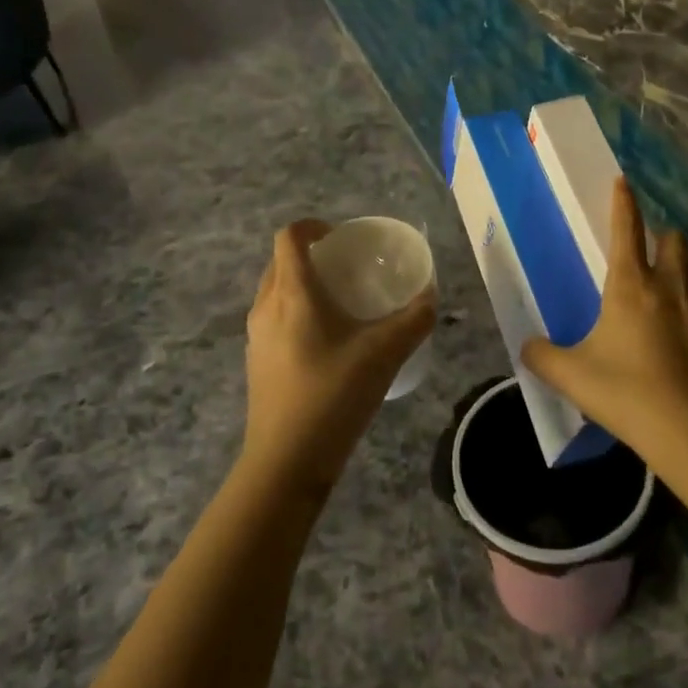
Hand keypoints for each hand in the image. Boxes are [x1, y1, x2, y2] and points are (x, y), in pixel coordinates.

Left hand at [243, 220, 436, 494]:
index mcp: (293, 294)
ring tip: (337, 303)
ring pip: (274, 291)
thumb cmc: (333, 396)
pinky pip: (273, 318)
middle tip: (346, 267)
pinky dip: (294, 312)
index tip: (341, 237)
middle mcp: (266, 307)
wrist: (286, 462)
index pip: (289, 237)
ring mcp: (256, 336)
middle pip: (280, 262)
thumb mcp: (384, 354)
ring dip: (301, 284)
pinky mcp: (256, 362)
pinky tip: (324, 342)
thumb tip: (431, 296)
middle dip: (310, 255)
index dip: (312, 226)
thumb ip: (413, 320)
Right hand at [521, 179, 687, 464]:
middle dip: (663, 241)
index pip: (625, 229)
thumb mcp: (572, 376)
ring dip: (685, 276)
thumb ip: (542, 356)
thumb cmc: (626, 394)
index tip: (623, 181)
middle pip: (673, 239)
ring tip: (673, 305)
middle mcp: (672, 283)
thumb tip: (526, 347)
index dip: (622, 202)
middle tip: (651, 263)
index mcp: (631, 285)